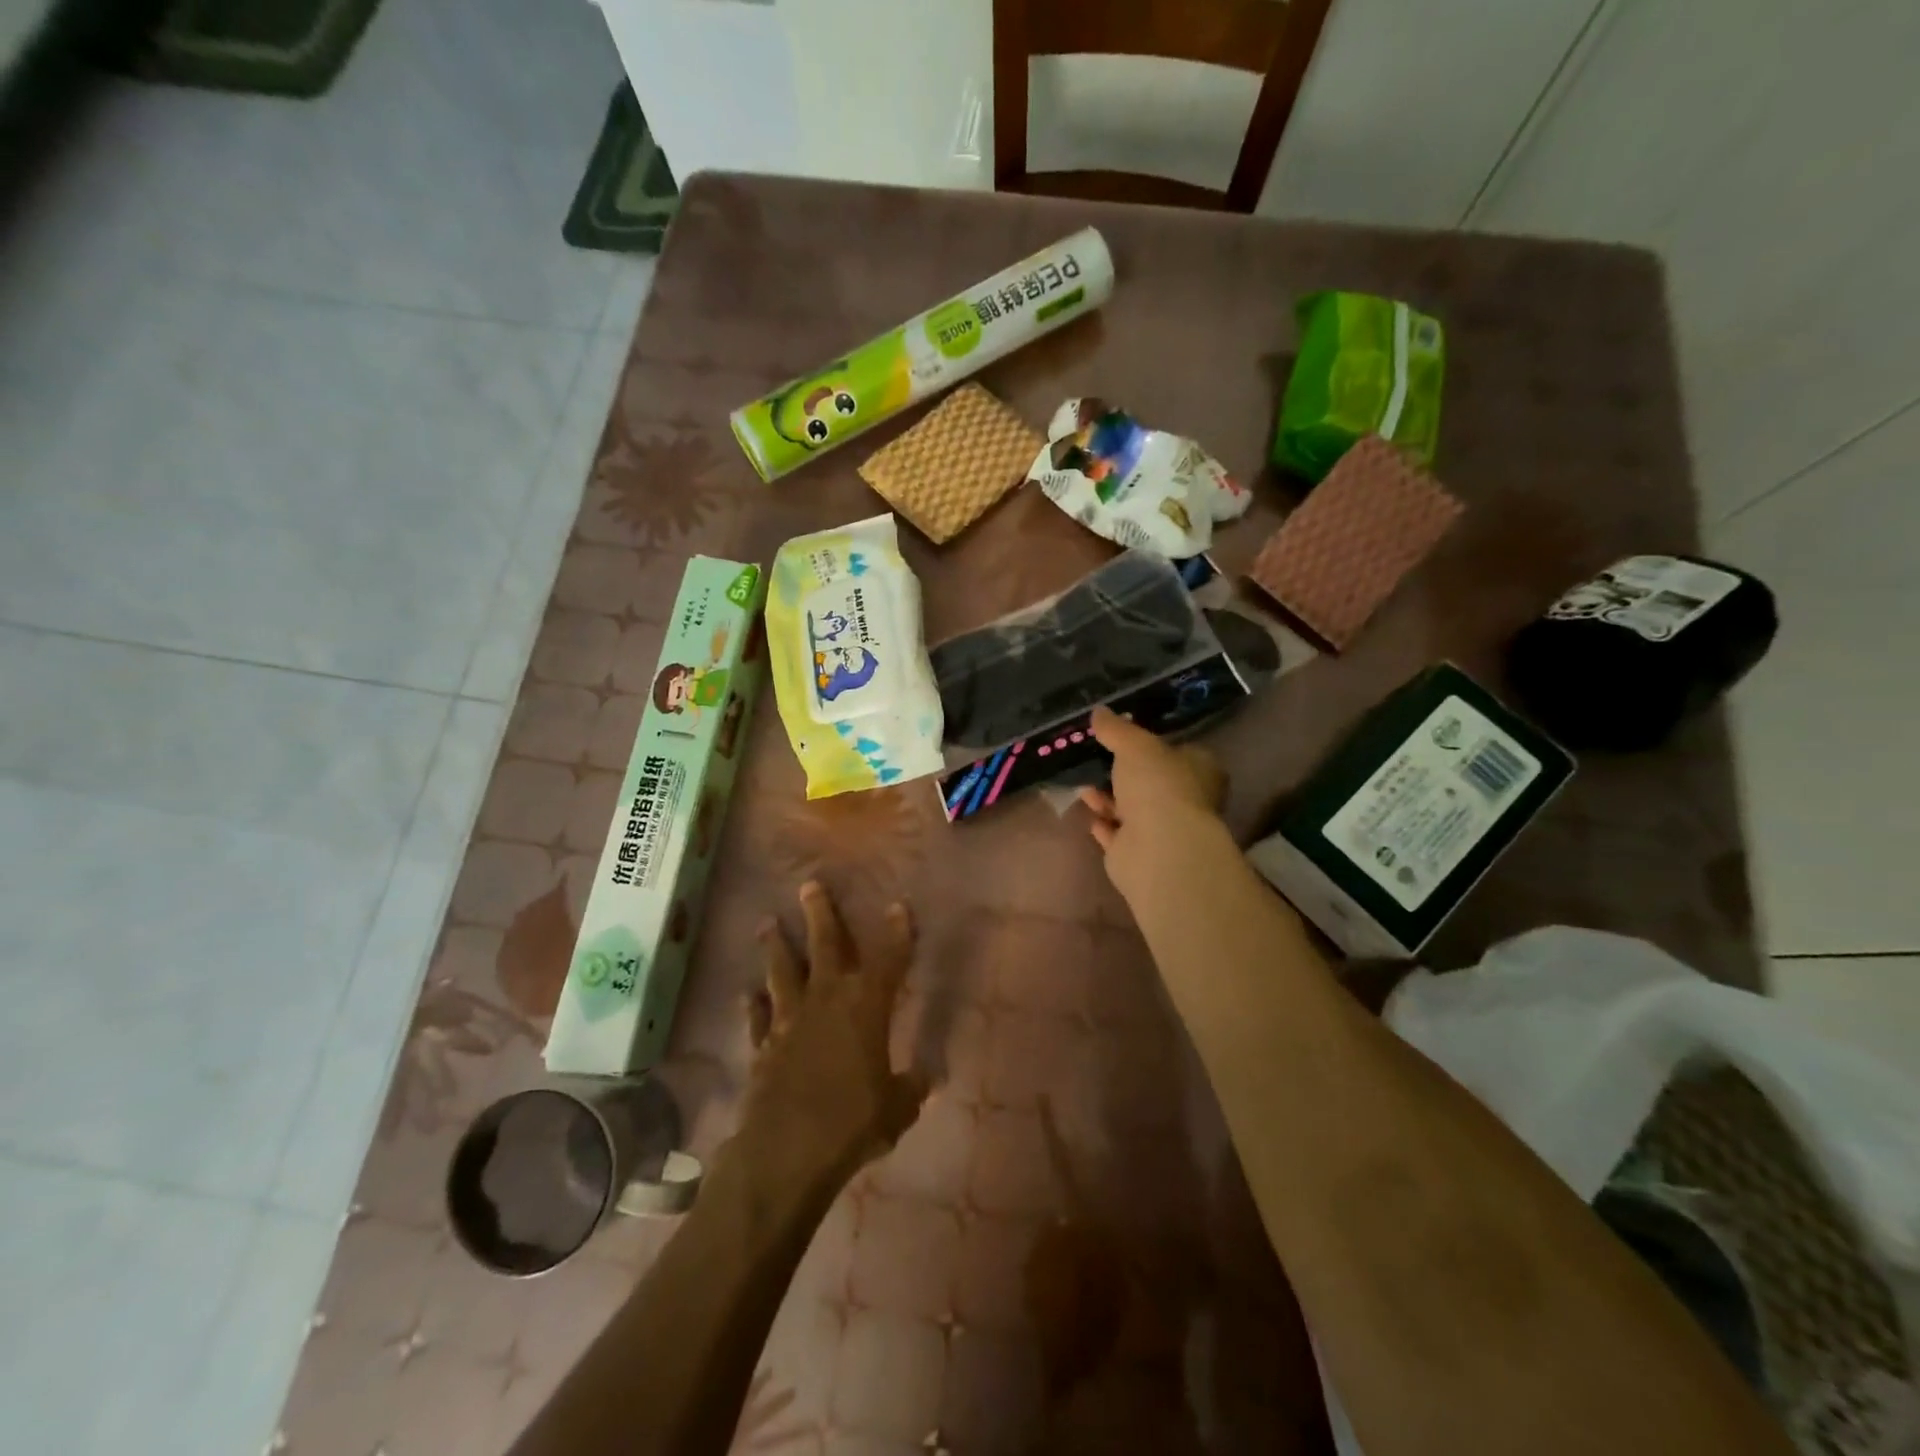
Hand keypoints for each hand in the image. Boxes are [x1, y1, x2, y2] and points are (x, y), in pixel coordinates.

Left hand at [733, 882, 927, 1194]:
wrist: (786, 1151)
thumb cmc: (851, 1122)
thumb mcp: (896, 1109)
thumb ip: (911, 1089)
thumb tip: (927, 1079)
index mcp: (866, 1007)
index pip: (888, 960)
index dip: (896, 933)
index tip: (898, 905)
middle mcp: (827, 1001)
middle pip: (825, 947)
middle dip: (820, 914)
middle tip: (809, 885)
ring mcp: (789, 1021)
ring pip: (782, 971)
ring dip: (776, 946)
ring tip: (766, 923)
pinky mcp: (763, 1046)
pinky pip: (757, 1018)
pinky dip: (752, 1005)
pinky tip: (747, 993)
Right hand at [1076, 705, 1229, 905]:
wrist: (1158, 848)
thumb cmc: (1158, 785)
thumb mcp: (1135, 744)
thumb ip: (1116, 729)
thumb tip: (1099, 711)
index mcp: (1200, 770)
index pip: (1180, 752)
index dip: (1155, 745)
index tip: (1126, 738)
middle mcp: (1186, 800)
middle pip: (1153, 782)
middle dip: (1125, 774)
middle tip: (1098, 762)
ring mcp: (1163, 830)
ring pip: (1132, 809)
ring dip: (1108, 799)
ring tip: (1083, 786)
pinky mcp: (1139, 855)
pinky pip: (1117, 835)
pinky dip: (1104, 825)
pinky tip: (1089, 814)